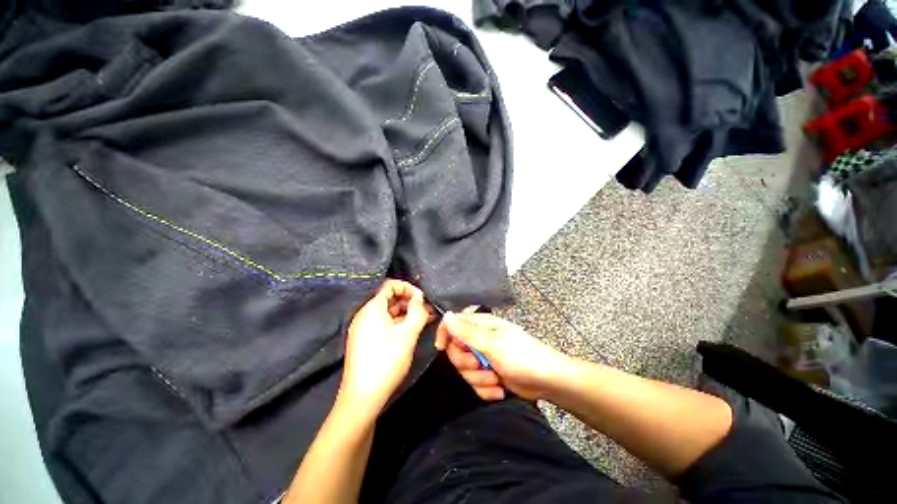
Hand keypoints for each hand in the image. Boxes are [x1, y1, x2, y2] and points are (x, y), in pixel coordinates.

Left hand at [339, 279, 430, 417]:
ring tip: (424, 319)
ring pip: (387, 311)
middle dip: (409, 300)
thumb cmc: (386, 360)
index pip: (389, 285)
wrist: (362, 397)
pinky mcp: (364, 339)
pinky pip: (383, 322)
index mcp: (372, 308)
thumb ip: (417, 311)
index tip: (422, 298)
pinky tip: (411, 330)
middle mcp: (364, 314)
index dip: (407, 287)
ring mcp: (362, 327)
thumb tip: (420, 298)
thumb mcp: (408, 334)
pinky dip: (397, 322)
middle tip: (426, 310)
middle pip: (388, 297)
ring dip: (405, 312)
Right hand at [435, 311, 569, 400]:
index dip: (445, 334)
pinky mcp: (489, 374)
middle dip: (465, 363)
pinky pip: (475, 382)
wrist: (548, 381)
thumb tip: (446, 315)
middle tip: (479, 365)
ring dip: (478, 379)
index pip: (453, 323)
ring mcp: (485, 357)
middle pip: (455, 350)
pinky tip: (499, 390)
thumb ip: (467, 332)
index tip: (442, 349)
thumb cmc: (521, 356)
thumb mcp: (492, 343)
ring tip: (495, 380)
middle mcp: (480, 339)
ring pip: (465, 369)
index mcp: (481, 324)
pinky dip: (486, 389)